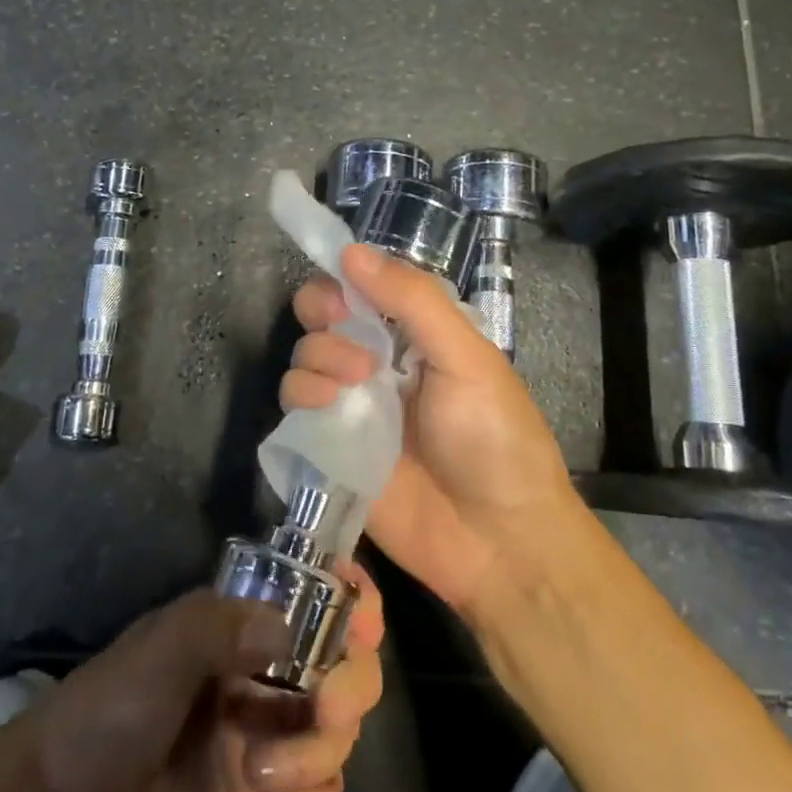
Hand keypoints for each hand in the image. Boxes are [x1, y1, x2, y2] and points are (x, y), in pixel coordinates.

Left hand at [31, 572, 385, 791]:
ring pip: (340, 732)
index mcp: (247, 620)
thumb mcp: (164, 644)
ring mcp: (269, 730)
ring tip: (265, 775)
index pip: (320, 593)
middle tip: (324, 709)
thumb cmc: (115, 701)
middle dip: (349, 687)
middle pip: (348, 665)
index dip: (354, 599)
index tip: (363, 626)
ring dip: (319, 754)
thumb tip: (294, 635)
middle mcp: (268, 668)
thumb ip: (227, 627)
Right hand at [283, 243, 584, 624]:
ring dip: (319, 355)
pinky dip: (302, 395)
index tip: (347, 286)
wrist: (497, 541)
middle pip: (324, 314)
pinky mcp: (331, 446)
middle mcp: (379, 362)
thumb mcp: (466, 356)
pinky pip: (295, 407)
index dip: (347, 277)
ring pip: (305, 355)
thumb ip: (413, 300)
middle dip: (325, 311)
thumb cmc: (494, 438)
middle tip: (346, 328)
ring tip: (355, 382)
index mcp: (416, 334)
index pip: (365, 286)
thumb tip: (351, 251)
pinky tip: (326, 406)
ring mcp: (353, 405)